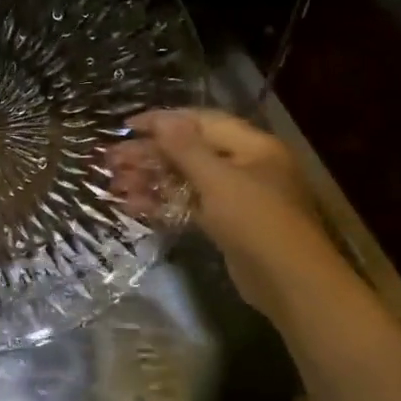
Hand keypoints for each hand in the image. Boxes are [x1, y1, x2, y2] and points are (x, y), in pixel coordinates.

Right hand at [111, 109, 336, 319]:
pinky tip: (133, 206)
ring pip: (186, 180)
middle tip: (111, 160)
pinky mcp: (227, 224)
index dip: (163, 121)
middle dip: (150, 154)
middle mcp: (245, 166)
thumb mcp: (219, 180)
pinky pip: (190, 205)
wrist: (290, 282)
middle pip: (190, 151)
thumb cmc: (257, 222)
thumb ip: (187, 149)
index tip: (126, 125)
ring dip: (151, 180)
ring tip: (115, 184)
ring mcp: (236, 197)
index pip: (201, 121)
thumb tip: (164, 119)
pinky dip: (163, 204)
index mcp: (252, 146)